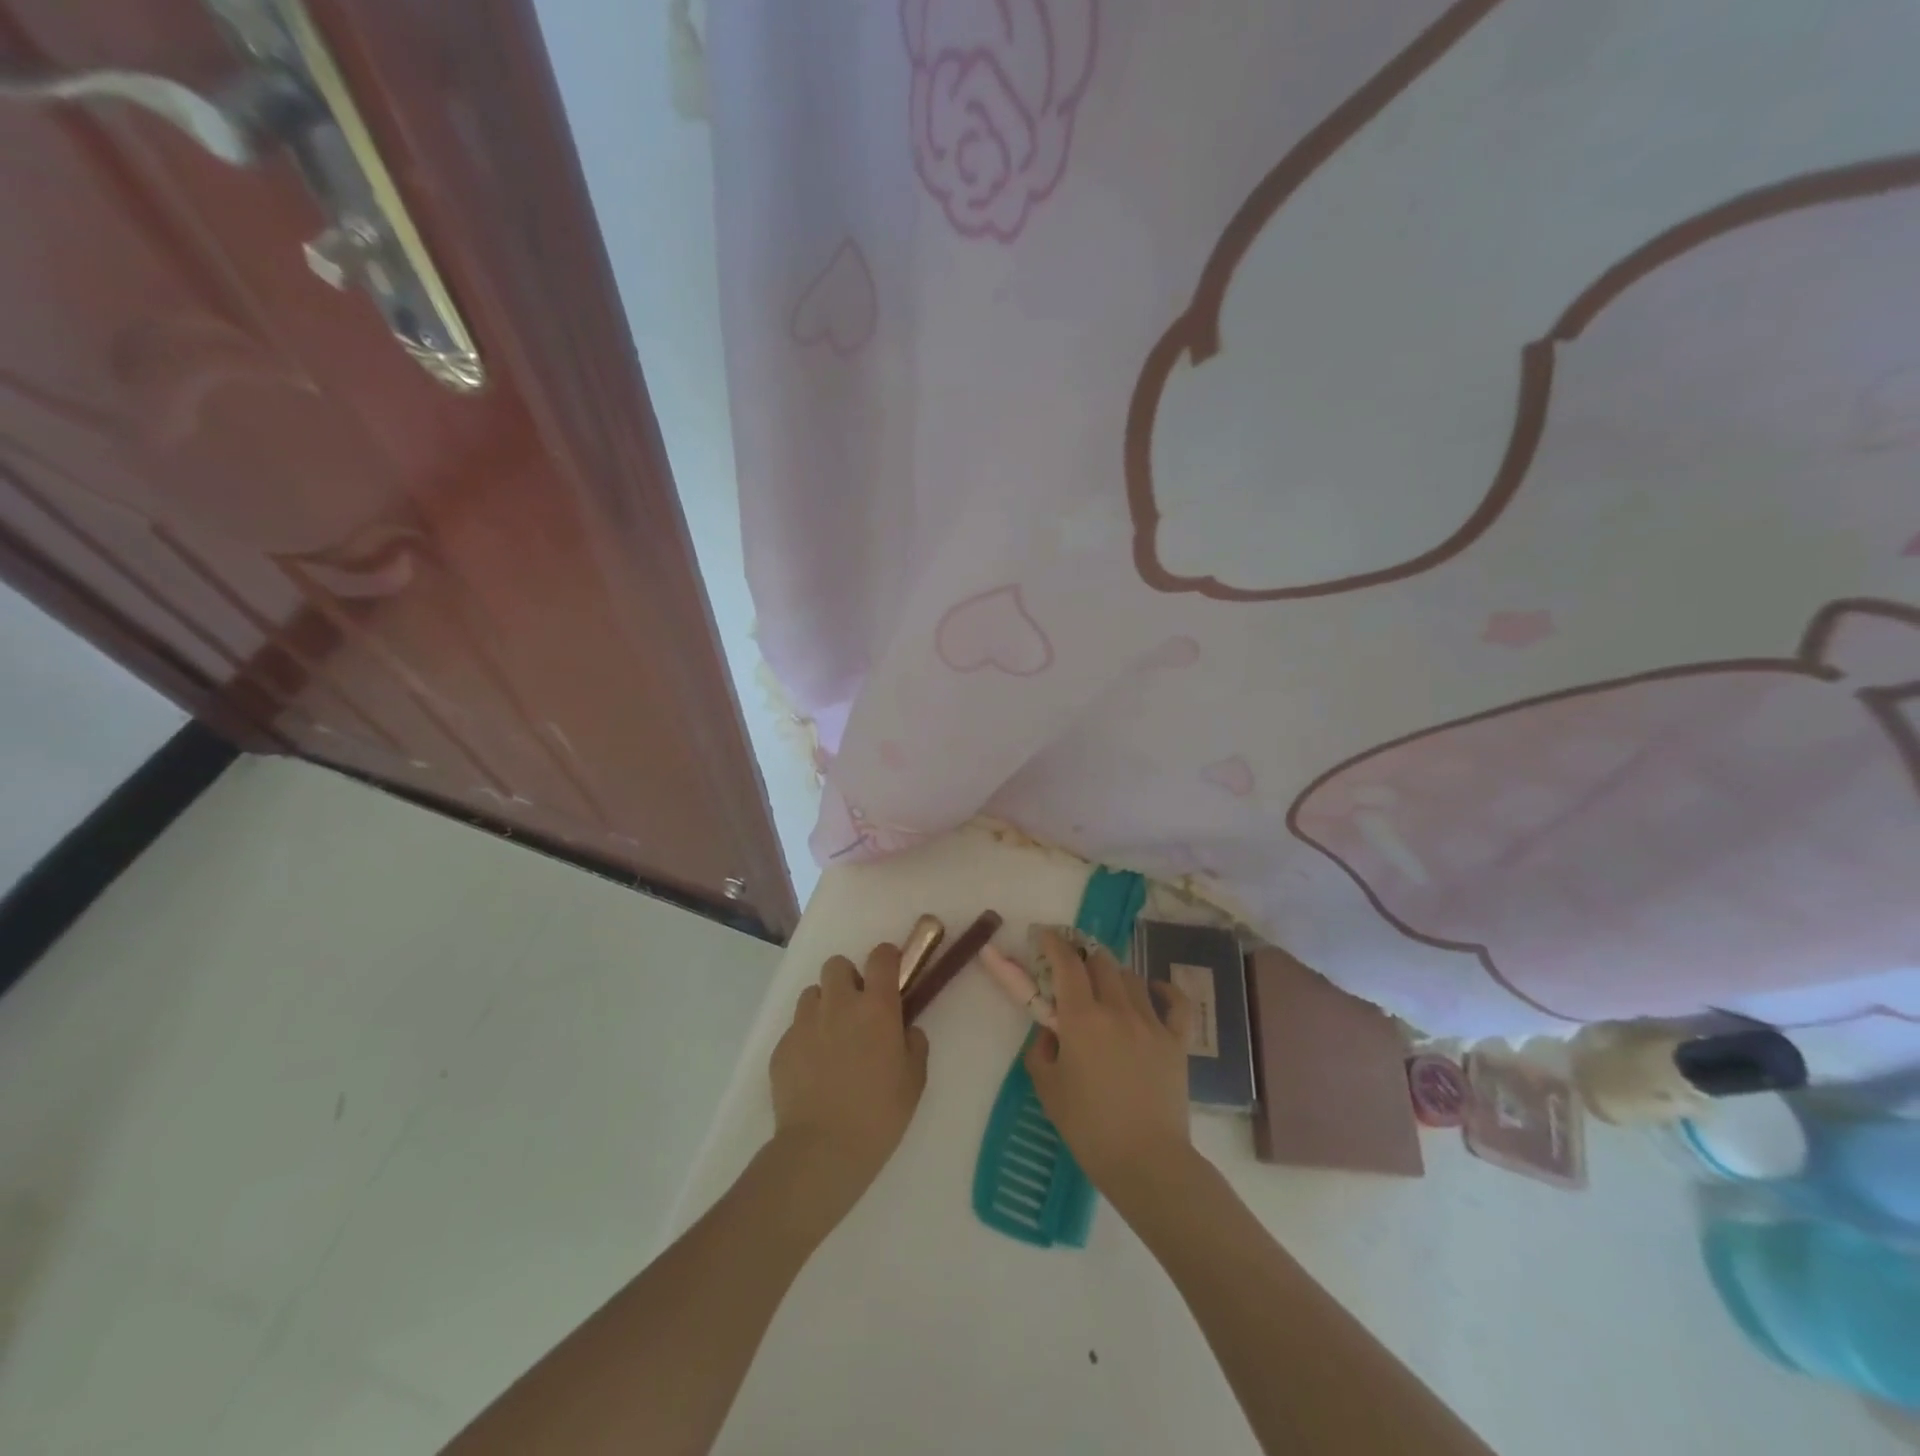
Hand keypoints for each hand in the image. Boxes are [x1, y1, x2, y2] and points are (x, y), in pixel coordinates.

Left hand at [768, 942, 929, 1227]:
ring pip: (812, 994)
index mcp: (876, 1007)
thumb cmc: (879, 1115)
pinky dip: (805, 1039)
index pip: (881, 957)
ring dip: (824, 1006)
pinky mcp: (781, 1047)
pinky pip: (795, 1028)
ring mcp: (804, 1024)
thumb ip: (914, 1044)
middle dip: (848, 979)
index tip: (890, 973)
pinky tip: (813, 1070)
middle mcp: (838, 1004)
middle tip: (857, 1010)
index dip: (887, 958)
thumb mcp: (914, 1080)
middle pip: (837, 965)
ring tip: (831, 1039)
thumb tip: (904, 1029)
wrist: (821, 1150)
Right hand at [1025, 930, 1194, 1210]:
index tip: (1045, 935)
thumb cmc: (1089, 1128)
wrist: (1146, 1162)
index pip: (1066, 963)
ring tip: (1106, 986)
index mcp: (1081, 1018)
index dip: (1054, 943)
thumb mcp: (1048, 1088)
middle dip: (1084, 956)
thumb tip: (1051, 1032)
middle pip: (1101, 962)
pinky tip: (1155, 991)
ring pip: (1132, 977)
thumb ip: (1041, 1050)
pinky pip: (1176, 1002)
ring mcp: (1152, 1023)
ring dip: (1114, 974)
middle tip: (1073, 966)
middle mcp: (1117, 1009)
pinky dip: (1164, 990)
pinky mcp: (1177, 1041)